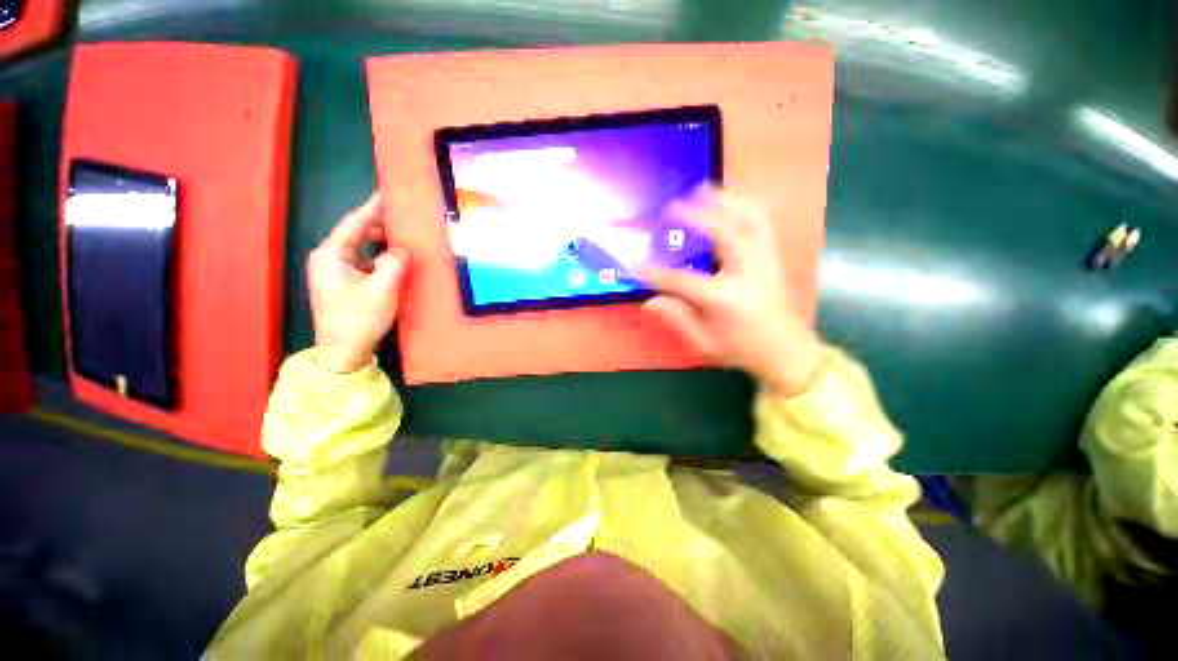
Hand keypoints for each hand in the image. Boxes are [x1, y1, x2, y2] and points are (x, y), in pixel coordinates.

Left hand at [307, 193, 408, 372]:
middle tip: (404, 217)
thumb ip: (394, 263)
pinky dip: (378, 259)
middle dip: (379, 225)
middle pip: (356, 234)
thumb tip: (400, 250)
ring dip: (381, 244)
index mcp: (331, 255)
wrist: (343, 353)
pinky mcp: (342, 285)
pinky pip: (363, 263)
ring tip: (403, 237)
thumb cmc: (359, 319)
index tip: (388, 194)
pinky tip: (395, 261)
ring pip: (360, 249)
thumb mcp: (383, 289)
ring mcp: (334, 273)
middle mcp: (328, 259)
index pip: (354, 223)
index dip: (373, 208)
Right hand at [642, 187, 824, 395]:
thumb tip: (649, 302)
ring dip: (726, 200)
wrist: (788, 353)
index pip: (682, 280)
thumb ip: (677, 318)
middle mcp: (748, 272)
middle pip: (724, 231)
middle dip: (697, 214)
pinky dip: (745, 207)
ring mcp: (765, 261)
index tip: (635, 264)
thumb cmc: (743, 350)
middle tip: (675, 203)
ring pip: (750, 218)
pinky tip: (732, 203)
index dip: (655, 273)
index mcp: (725, 298)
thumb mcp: (705, 342)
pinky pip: (761, 223)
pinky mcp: (774, 258)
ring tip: (705, 190)